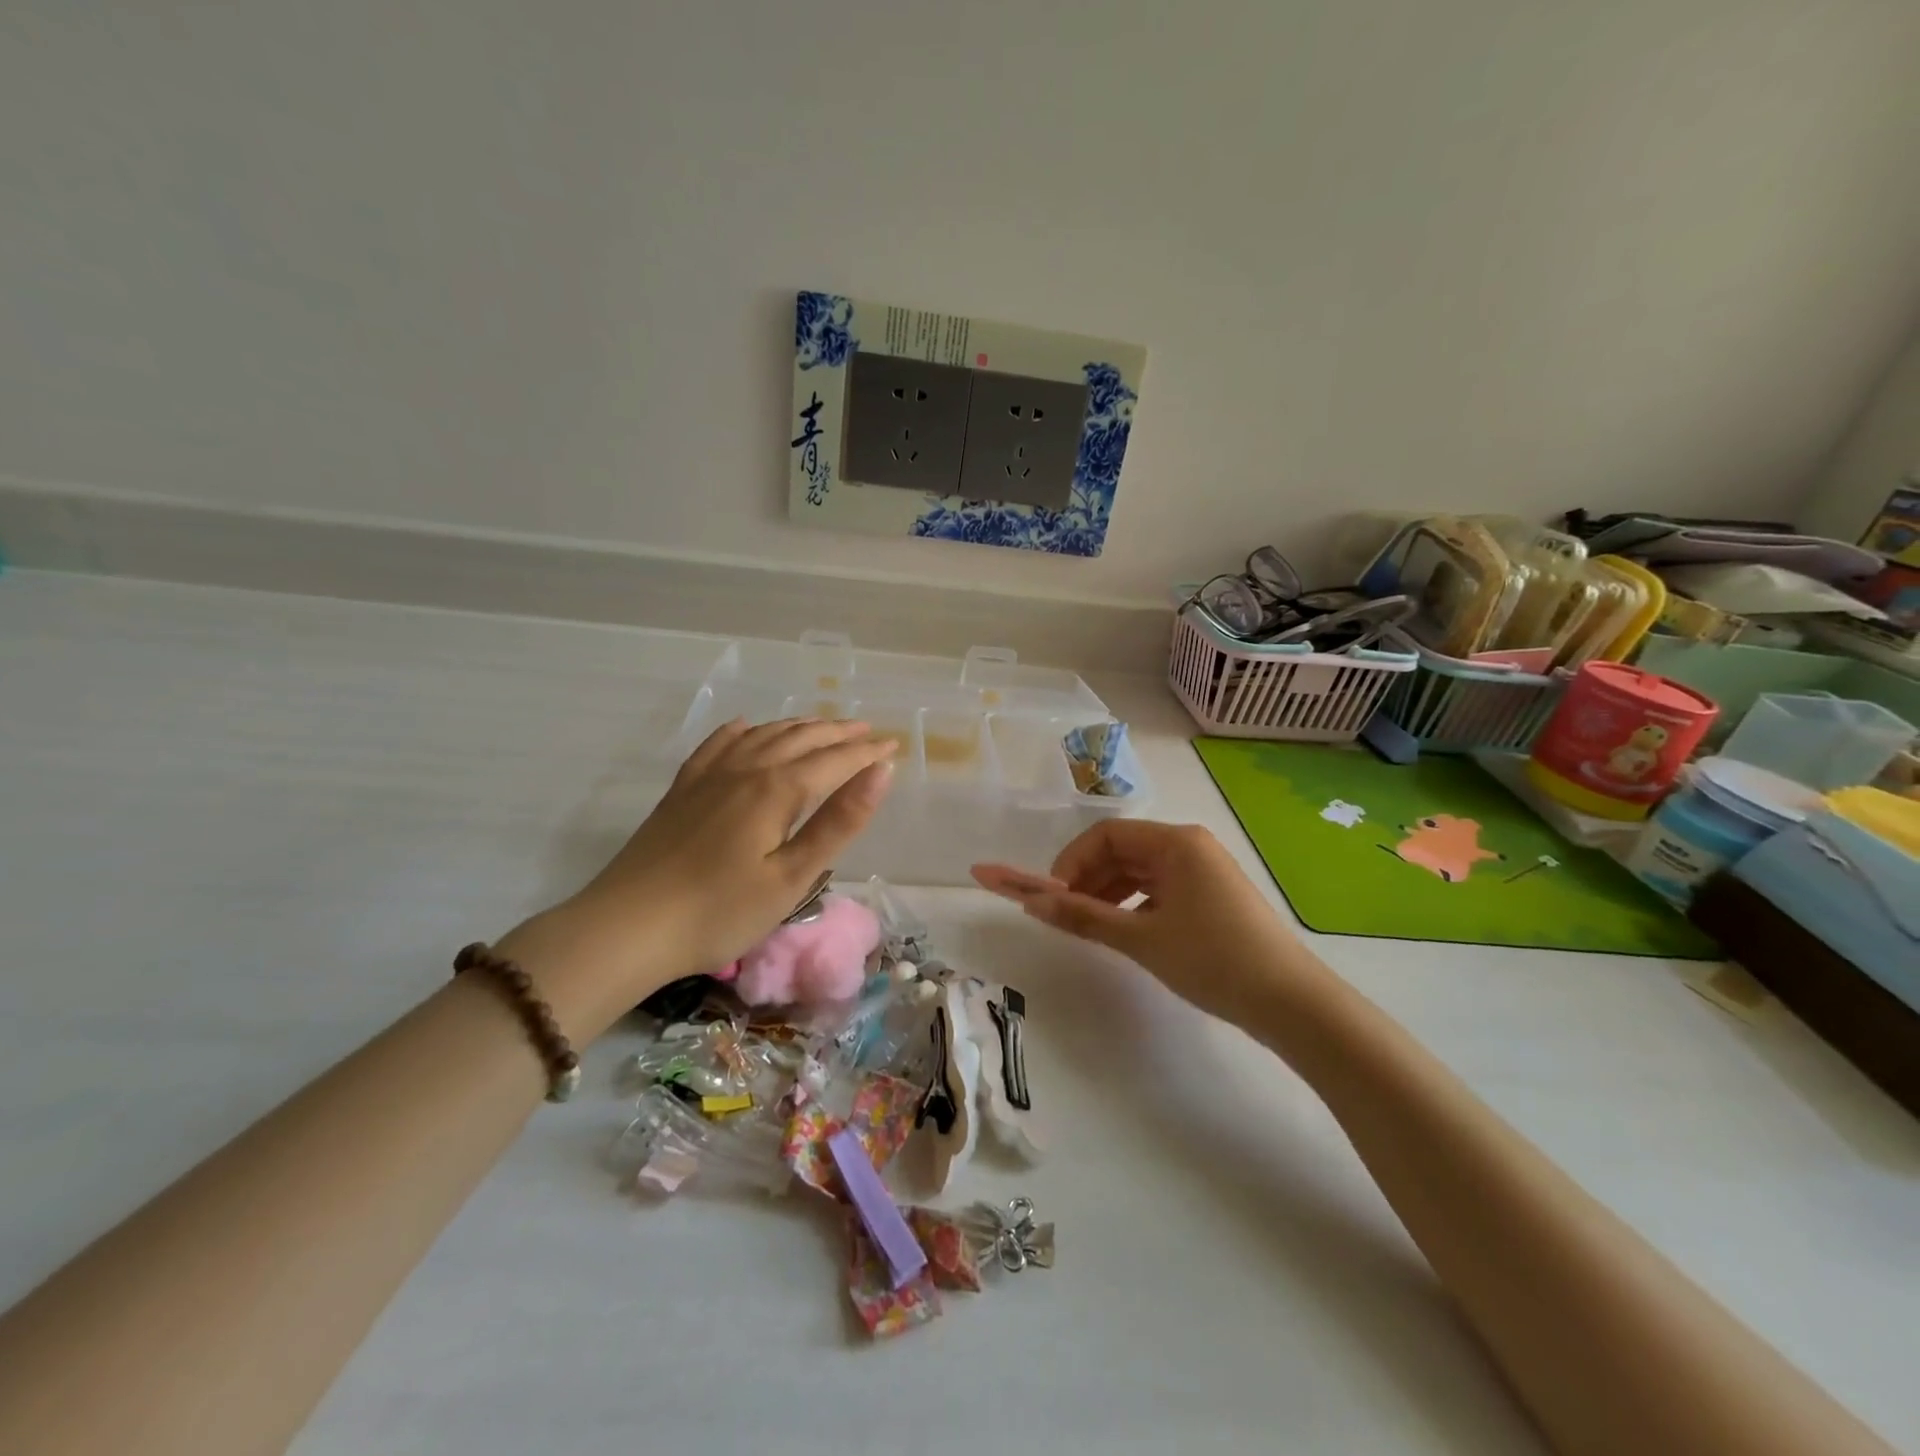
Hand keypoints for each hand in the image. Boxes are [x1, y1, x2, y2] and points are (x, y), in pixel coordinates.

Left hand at [503, 719, 895, 1031]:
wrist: (626, 928)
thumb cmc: (720, 912)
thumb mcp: (792, 878)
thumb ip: (838, 822)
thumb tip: (881, 773)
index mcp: (776, 790)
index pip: (834, 761)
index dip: (867, 754)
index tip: (894, 747)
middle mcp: (745, 769)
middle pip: (801, 739)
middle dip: (839, 733)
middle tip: (868, 731)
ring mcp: (709, 776)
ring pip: (763, 736)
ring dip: (799, 727)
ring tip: (823, 726)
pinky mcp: (682, 790)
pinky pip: (718, 745)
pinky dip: (742, 731)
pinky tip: (746, 727)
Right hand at [972, 820, 1318, 1024]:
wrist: (1291, 1003)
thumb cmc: (1212, 959)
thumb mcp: (1141, 939)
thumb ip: (1083, 917)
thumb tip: (1031, 904)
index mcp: (1176, 842)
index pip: (1106, 834)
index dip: (1071, 862)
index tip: (1052, 899)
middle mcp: (1190, 846)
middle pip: (1122, 850)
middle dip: (1087, 879)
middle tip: (1063, 916)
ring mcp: (1203, 871)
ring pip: (1139, 872)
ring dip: (1108, 893)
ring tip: (1087, 927)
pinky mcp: (1211, 896)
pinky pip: (1159, 889)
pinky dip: (1133, 905)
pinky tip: (1123, 931)